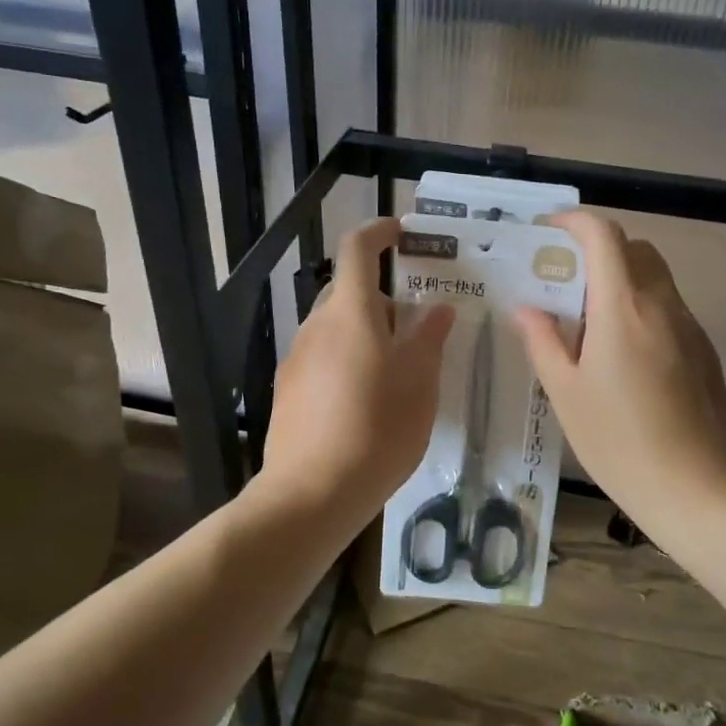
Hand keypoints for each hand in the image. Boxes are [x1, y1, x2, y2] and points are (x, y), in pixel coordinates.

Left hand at [258, 218, 455, 531]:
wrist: (312, 492)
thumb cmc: (377, 428)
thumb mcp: (419, 382)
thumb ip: (428, 338)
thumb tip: (437, 308)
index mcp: (350, 313)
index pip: (358, 250)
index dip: (378, 232)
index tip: (401, 233)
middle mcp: (317, 326)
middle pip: (349, 292)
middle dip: (382, 299)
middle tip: (416, 327)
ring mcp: (297, 358)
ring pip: (336, 328)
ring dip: (366, 334)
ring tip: (397, 371)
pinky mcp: (289, 390)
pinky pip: (323, 357)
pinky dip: (347, 360)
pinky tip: (367, 401)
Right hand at [513, 212, 725, 538]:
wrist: (700, 490)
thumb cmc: (620, 442)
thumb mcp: (567, 394)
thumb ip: (544, 342)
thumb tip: (527, 307)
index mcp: (623, 307)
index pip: (604, 236)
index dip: (574, 222)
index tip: (547, 233)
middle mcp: (662, 304)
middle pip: (635, 249)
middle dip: (598, 250)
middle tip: (565, 281)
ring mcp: (689, 327)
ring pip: (655, 278)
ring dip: (621, 280)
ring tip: (588, 321)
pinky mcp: (704, 351)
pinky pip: (668, 309)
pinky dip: (641, 308)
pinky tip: (622, 356)